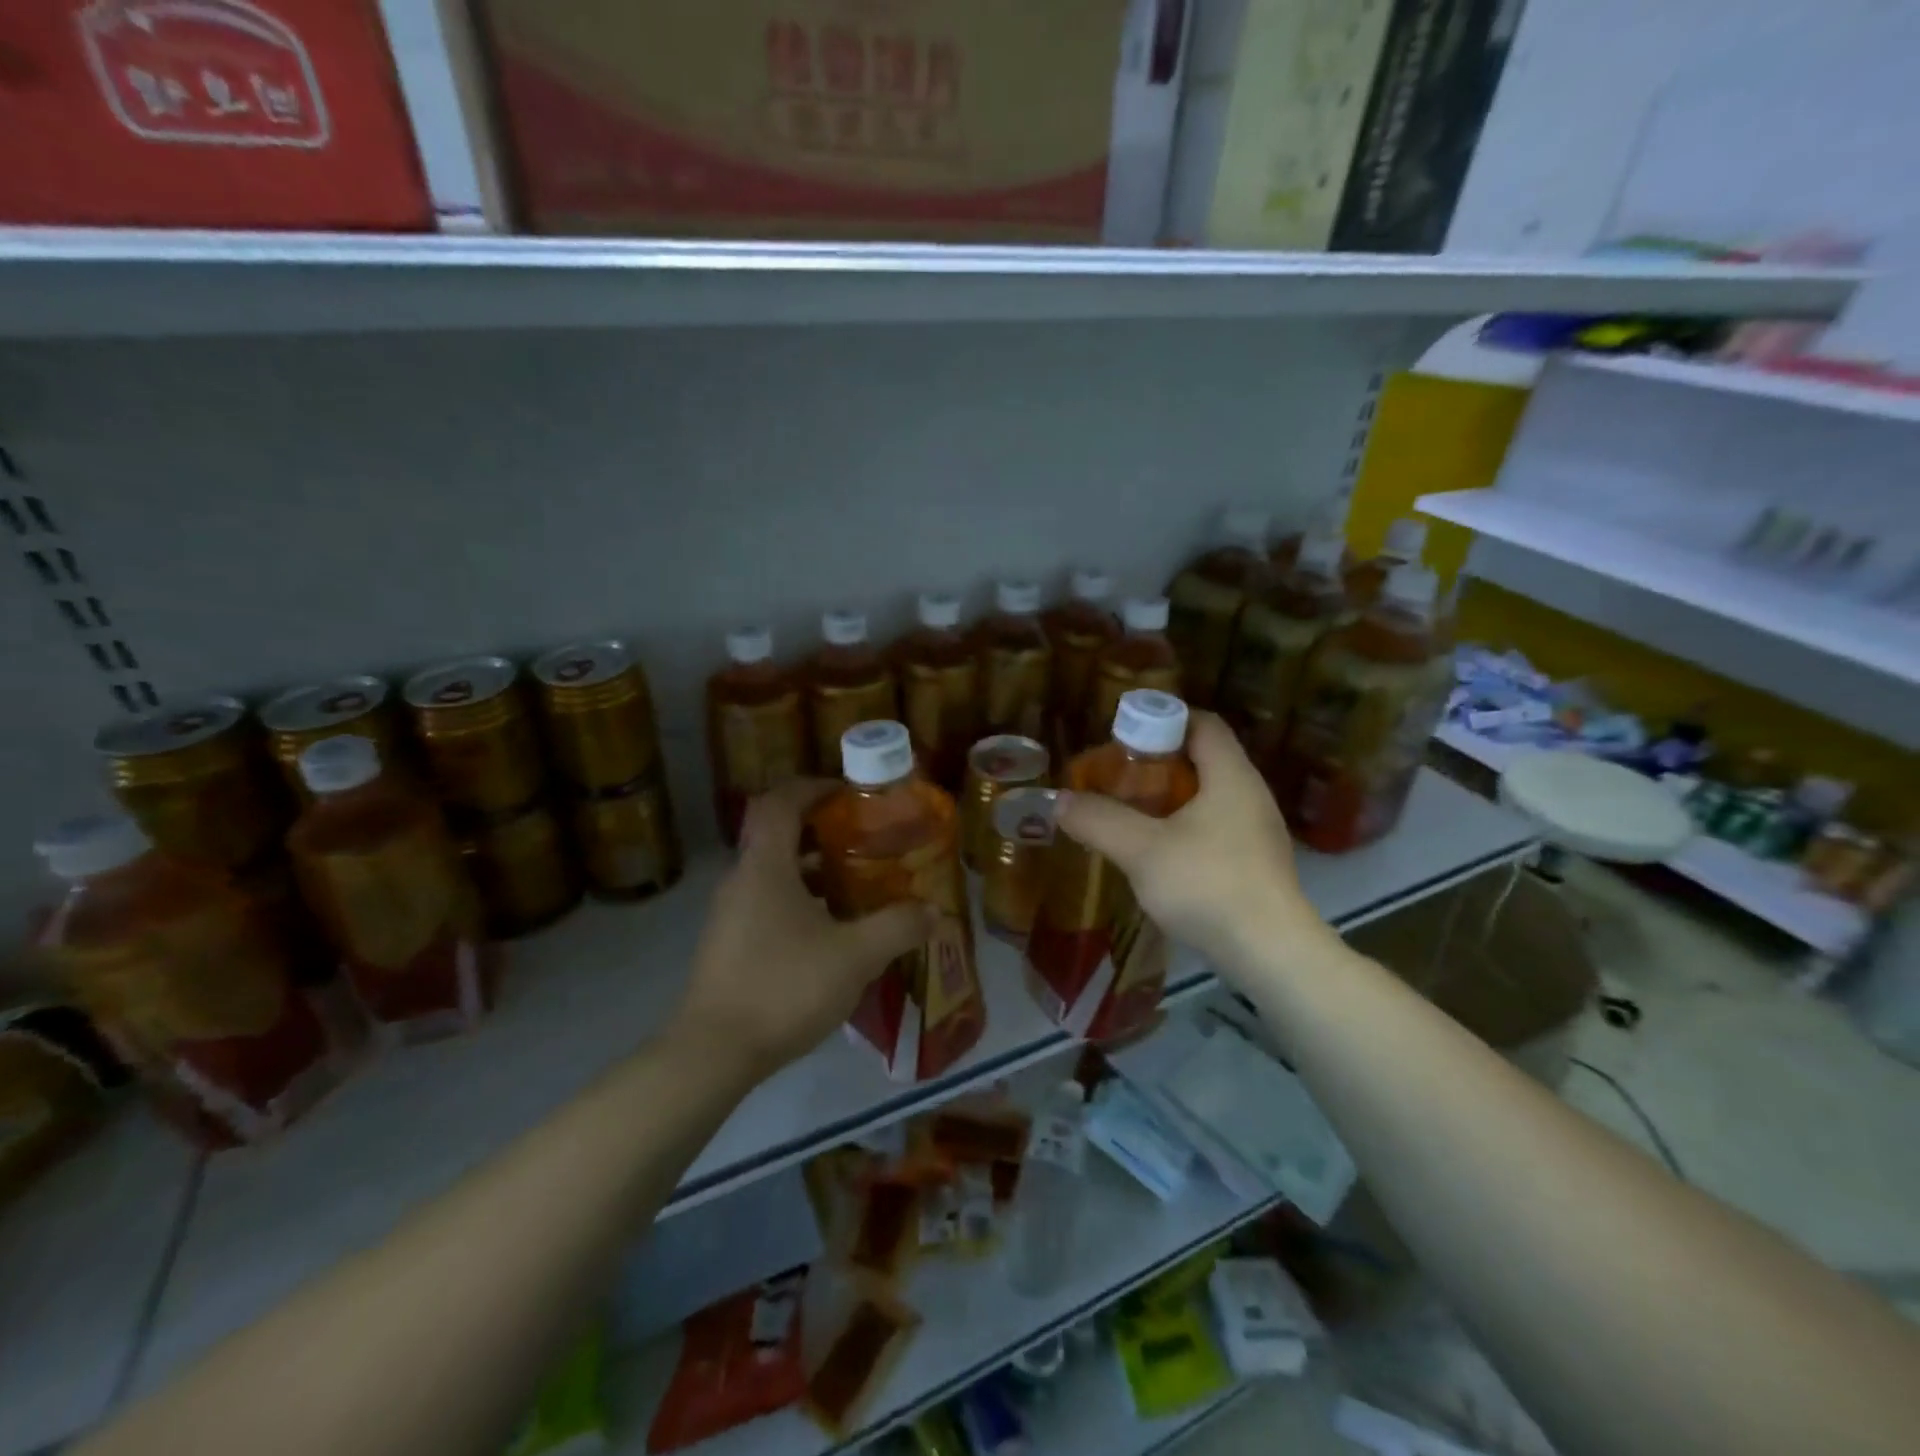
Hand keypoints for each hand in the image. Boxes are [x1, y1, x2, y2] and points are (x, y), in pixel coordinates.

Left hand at [672, 779, 934, 1078]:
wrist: (714, 1053)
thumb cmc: (784, 987)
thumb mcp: (855, 956)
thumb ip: (898, 927)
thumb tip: (934, 911)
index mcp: (765, 865)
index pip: (780, 801)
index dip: (814, 787)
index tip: (850, 794)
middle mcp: (742, 879)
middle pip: (779, 835)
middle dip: (824, 832)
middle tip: (866, 842)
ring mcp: (730, 914)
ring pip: (775, 873)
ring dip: (814, 871)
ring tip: (858, 887)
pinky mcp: (730, 944)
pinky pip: (768, 903)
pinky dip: (801, 902)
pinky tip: (832, 933)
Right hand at [1055, 712, 1333, 975]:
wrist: (1271, 955)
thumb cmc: (1208, 886)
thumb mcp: (1141, 850)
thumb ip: (1099, 820)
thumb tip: (1060, 800)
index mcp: (1231, 776)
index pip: (1203, 723)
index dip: (1163, 719)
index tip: (1124, 736)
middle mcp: (1250, 795)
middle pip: (1203, 758)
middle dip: (1157, 763)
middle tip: (1116, 776)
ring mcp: (1257, 831)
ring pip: (1207, 796)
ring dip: (1168, 799)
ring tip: (1129, 813)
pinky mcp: (1254, 863)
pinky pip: (1214, 827)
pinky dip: (1182, 827)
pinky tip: (1156, 853)